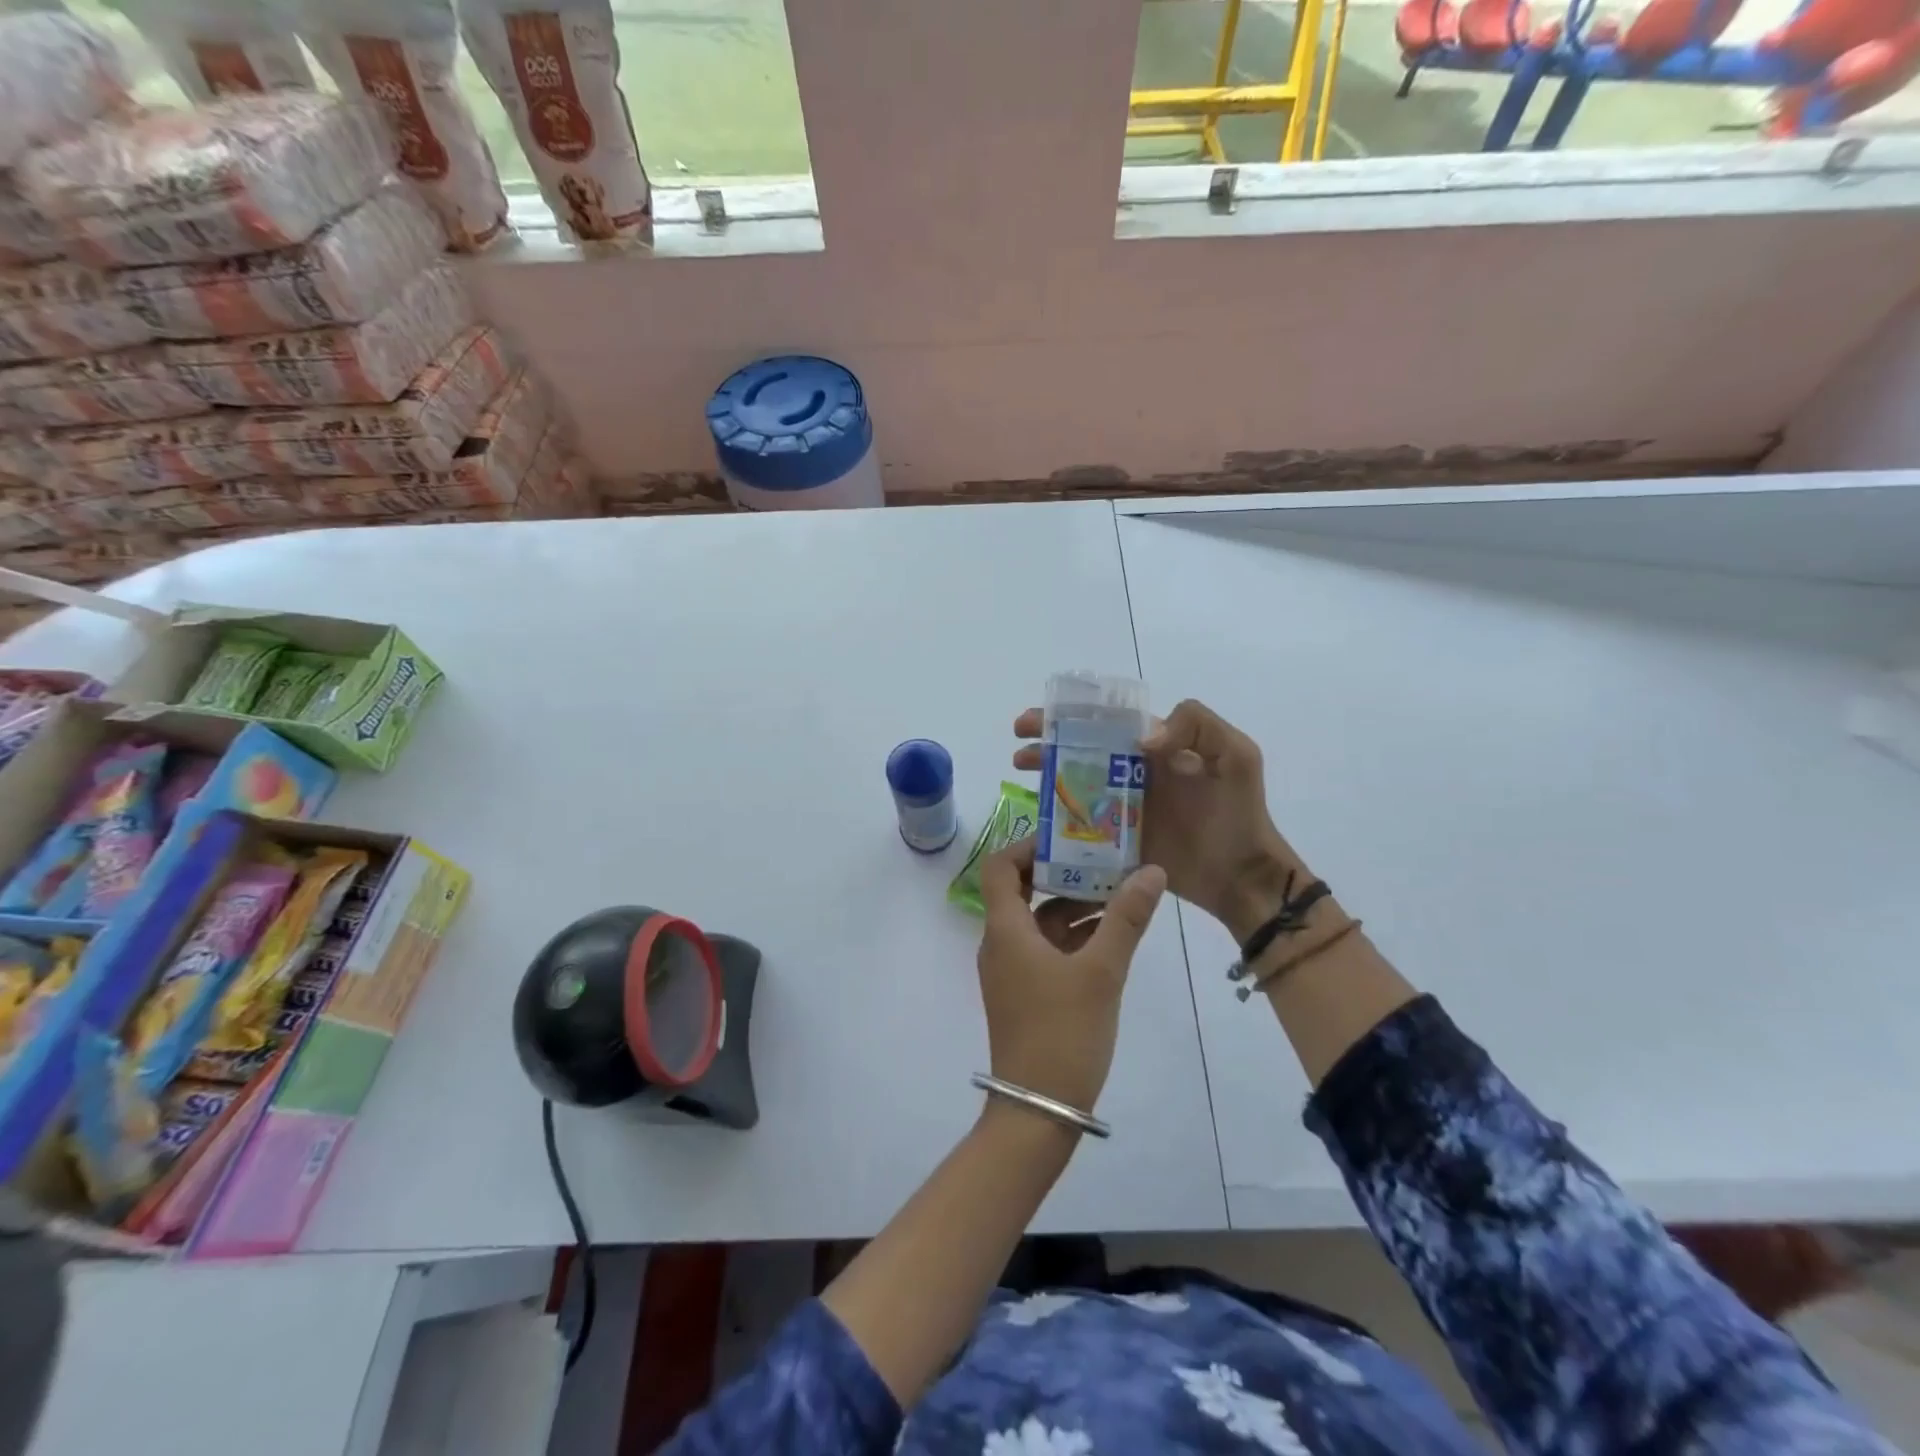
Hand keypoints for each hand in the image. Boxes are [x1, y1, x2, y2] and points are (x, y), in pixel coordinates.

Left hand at [975, 837, 1165, 1113]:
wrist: (1038, 1111)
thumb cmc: (1063, 1032)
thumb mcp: (1102, 971)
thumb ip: (1126, 918)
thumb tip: (1151, 871)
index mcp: (1006, 930)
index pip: (1000, 868)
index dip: (1028, 847)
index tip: (1068, 839)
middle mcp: (1002, 944)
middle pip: (1024, 892)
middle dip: (1064, 875)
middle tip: (1106, 860)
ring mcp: (1013, 971)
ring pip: (1040, 923)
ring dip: (1075, 906)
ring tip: (1121, 893)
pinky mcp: (1027, 993)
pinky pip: (1047, 950)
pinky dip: (1074, 937)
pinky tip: (1113, 935)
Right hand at [1013, 699, 1300, 941]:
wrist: (1242, 876)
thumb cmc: (1239, 813)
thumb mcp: (1236, 756)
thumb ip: (1198, 727)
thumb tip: (1142, 739)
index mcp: (1155, 748)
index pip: (1105, 723)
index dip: (1070, 717)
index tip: (1039, 721)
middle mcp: (1132, 773)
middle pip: (1081, 751)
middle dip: (1045, 743)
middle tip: (1018, 750)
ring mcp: (1121, 808)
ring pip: (1074, 785)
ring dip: (1045, 776)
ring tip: (1020, 773)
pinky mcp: (1115, 841)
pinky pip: (1080, 826)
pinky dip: (1055, 820)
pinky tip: (1036, 820)